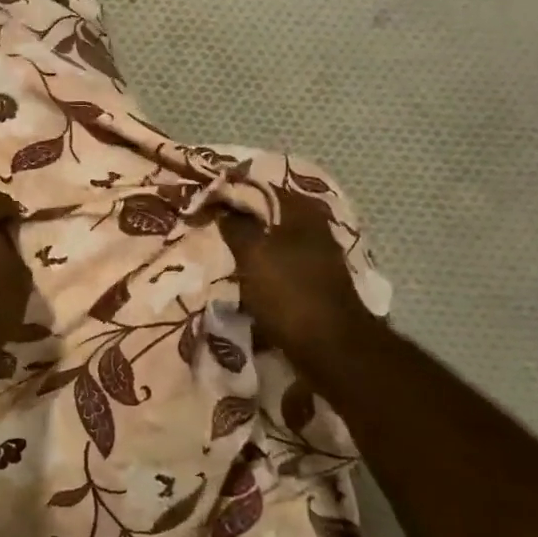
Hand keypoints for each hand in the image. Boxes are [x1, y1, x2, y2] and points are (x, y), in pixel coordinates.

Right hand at [220, 190, 380, 361]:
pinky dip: (259, 274)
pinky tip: (239, 281)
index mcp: (303, 214)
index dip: (234, 190)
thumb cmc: (290, 292)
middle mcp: (314, 232)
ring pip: (273, 246)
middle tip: (209, 224)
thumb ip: (236, 226)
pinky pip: (278, 271)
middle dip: (241, 221)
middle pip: (270, 217)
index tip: (207, 197)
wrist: (330, 348)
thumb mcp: (253, 253)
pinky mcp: (313, 288)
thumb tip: (223, 208)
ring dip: (249, 250)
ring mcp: (317, 261)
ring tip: (218, 253)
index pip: (264, 188)